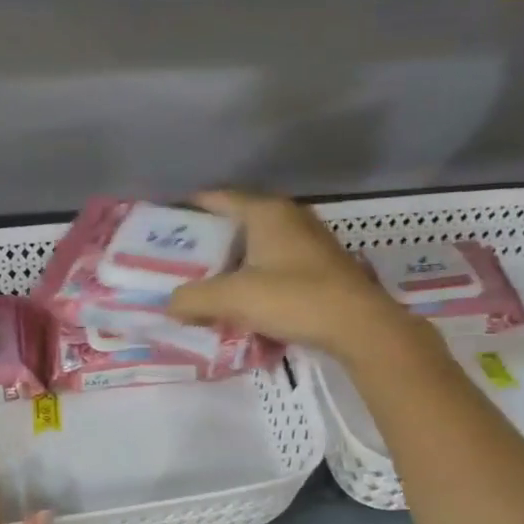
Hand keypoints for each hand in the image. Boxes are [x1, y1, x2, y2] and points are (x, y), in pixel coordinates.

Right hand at [168, 189, 410, 359]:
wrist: (358, 326)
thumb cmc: (294, 298)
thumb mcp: (234, 298)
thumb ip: (194, 298)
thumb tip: (170, 303)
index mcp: (266, 212)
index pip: (218, 198)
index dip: (189, 208)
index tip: (165, 224)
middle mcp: (288, 217)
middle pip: (237, 224)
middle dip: (208, 244)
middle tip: (179, 264)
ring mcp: (308, 242)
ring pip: (257, 248)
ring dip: (232, 266)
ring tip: (206, 287)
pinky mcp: (320, 268)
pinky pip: (275, 267)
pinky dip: (255, 279)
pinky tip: (244, 303)